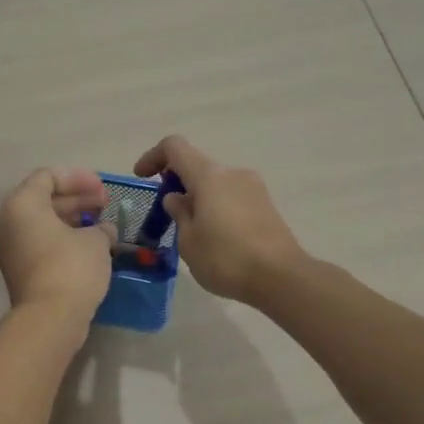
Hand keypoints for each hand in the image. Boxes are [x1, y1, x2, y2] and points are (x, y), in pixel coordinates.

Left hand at [0, 167, 114, 323]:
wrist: (50, 318)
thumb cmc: (71, 267)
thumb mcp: (95, 241)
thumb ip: (100, 228)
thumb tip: (103, 231)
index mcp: (22, 205)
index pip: (48, 177)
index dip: (78, 178)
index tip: (103, 189)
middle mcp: (9, 223)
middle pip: (43, 199)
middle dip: (76, 199)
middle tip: (105, 204)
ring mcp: (10, 250)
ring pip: (42, 224)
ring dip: (72, 220)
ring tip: (101, 225)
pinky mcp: (18, 272)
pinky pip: (41, 244)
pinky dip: (63, 239)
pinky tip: (89, 246)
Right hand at [133, 136, 305, 303]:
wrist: (281, 277)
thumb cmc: (226, 258)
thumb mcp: (189, 241)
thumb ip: (179, 213)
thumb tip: (176, 197)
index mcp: (209, 175)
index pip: (175, 147)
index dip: (153, 157)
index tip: (141, 177)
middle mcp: (232, 173)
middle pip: (197, 165)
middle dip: (177, 183)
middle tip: (166, 214)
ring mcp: (253, 187)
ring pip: (216, 183)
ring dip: (198, 197)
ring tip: (192, 231)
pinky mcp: (266, 205)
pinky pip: (232, 197)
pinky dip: (216, 207)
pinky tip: (216, 238)